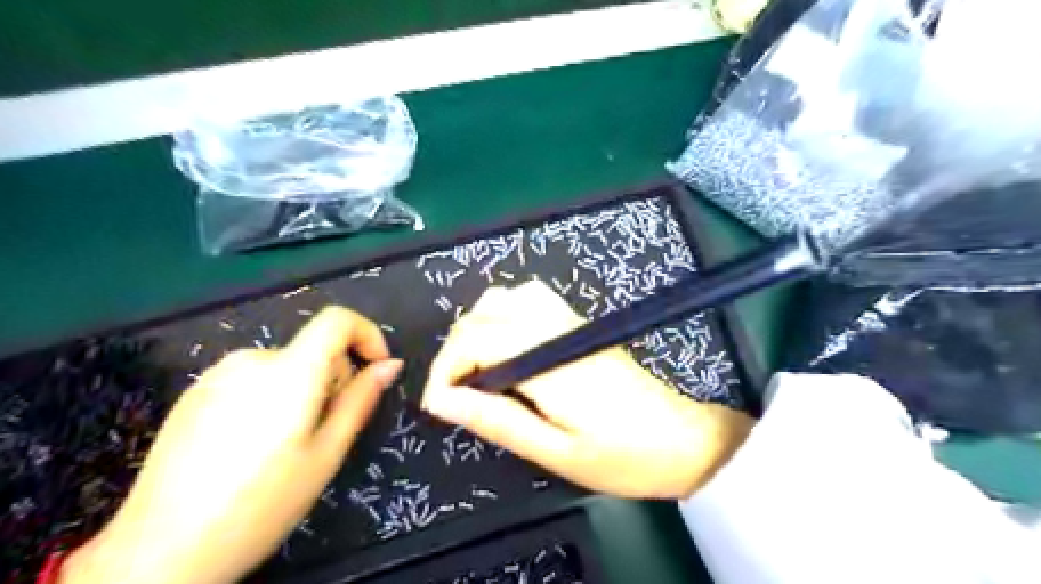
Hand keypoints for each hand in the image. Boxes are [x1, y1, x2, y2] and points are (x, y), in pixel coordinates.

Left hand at [63, 306, 401, 582]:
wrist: (159, 553)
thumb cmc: (261, 504)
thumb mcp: (326, 454)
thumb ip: (360, 400)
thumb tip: (390, 365)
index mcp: (290, 372)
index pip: (338, 319)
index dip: (367, 335)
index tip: (376, 369)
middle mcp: (252, 359)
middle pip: (313, 349)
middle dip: (334, 379)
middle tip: (325, 431)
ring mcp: (217, 374)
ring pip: (285, 366)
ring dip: (302, 391)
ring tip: (285, 445)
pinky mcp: (194, 393)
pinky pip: (252, 379)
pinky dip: (269, 397)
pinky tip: (250, 446)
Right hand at [418, 280, 753, 497]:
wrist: (685, 439)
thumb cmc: (624, 457)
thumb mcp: (556, 452)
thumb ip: (497, 420)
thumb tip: (441, 401)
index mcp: (548, 361)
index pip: (476, 340)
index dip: (444, 369)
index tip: (437, 404)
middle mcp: (555, 328)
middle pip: (483, 313)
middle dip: (456, 350)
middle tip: (455, 394)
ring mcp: (570, 320)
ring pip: (505, 298)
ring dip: (477, 328)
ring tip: (476, 371)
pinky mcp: (579, 323)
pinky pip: (529, 299)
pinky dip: (502, 317)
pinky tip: (506, 349)